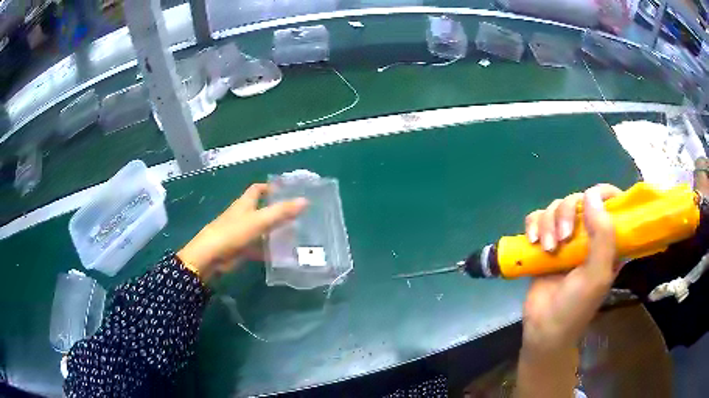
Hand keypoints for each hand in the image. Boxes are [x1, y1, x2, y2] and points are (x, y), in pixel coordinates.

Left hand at [178, 184, 307, 281]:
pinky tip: (283, 255)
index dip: (270, 187)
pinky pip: (258, 247)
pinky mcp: (241, 248)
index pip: (257, 189)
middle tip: (298, 214)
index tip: (287, 190)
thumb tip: (305, 200)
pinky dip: (269, 250)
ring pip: (261, 229)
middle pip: (261, 209)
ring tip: (296, 234)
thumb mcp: (259, 220)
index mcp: (245, 204)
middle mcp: (243, 215)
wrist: (211, 257)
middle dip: (277, 210)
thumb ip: (281, 211)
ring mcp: (242, 233)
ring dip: (275, 231)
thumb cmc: (233, 233)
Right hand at [521, 184, 620, 355]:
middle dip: (567, 213)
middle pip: (578, 199)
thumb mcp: (597, 275)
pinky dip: (533, 225)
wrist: (543, 328)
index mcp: (607, 240)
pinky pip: (537, 218)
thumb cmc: (576, 307)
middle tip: (563, 238)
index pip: (611, 202)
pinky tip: (533, 241)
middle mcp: (588, 235)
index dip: (603, 194)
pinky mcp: (544, 243)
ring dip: (548, 223)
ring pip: (555, 207)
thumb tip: (591, 195)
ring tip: (547, 249)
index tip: (589, 199)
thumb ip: (603, 236)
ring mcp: (565, 238)